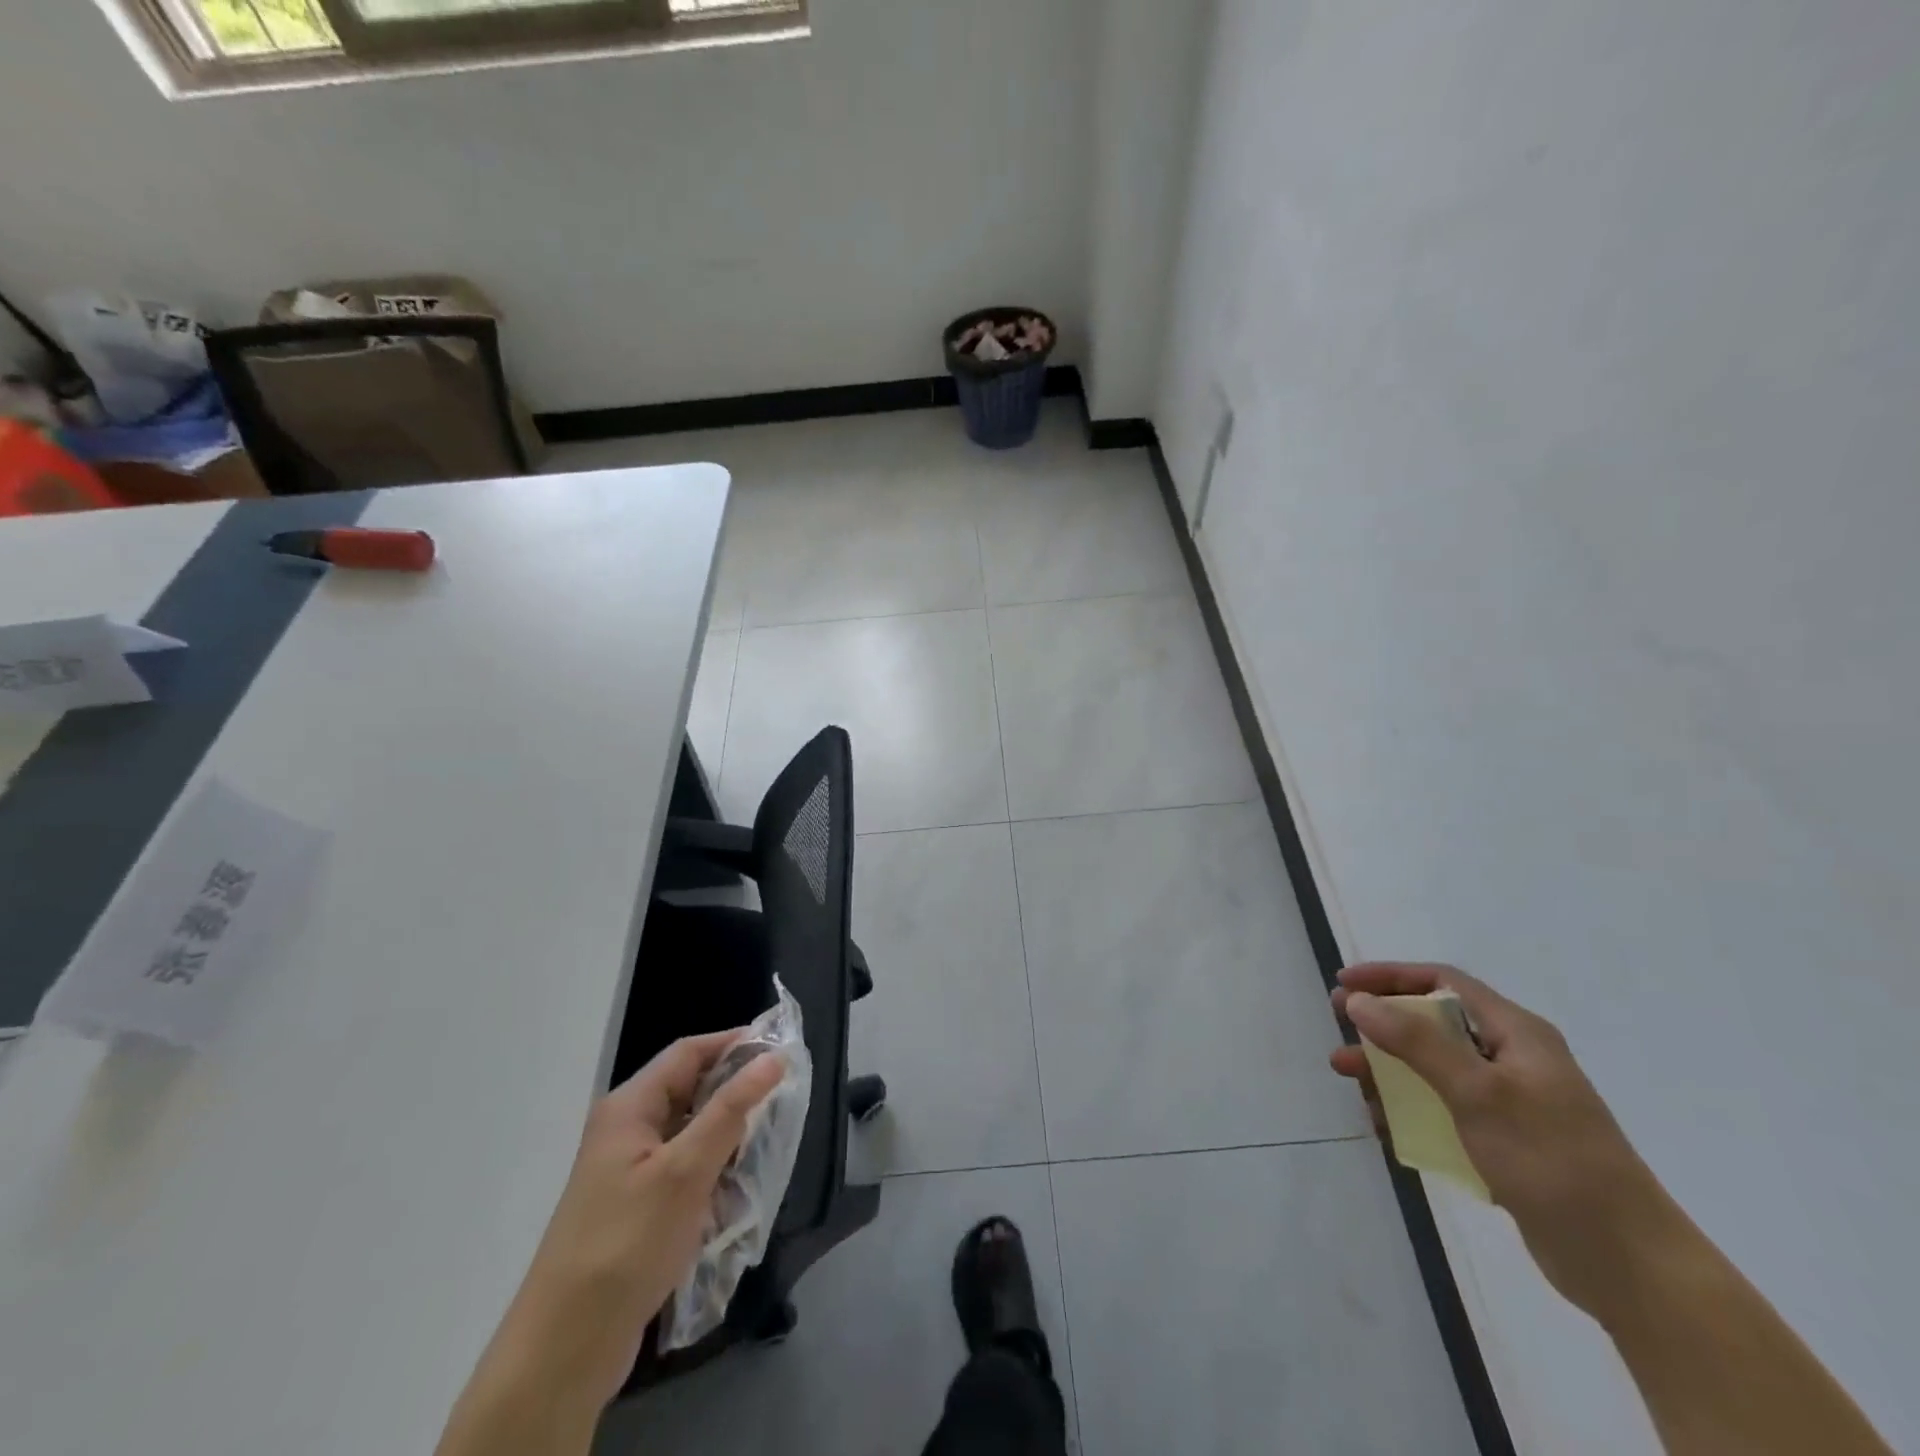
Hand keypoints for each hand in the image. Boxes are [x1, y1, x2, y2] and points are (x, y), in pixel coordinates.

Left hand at [481, 1033, 785, 1415]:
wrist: (565, 1347)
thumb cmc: (626, 1243)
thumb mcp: (685, 1170)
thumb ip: (731, 1110)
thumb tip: (772, 1058)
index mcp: (629, 1107)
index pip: (688, 1053)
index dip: (733, 1044)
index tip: (780, 1051)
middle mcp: (626, 1128)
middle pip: (689, 1090)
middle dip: (734, 1094)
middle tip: (780, 1103)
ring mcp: (627, 1170)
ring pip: (690, 1132)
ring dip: (725, 1138)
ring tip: (762, 1150)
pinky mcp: (635, 1206)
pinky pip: (683, 1169)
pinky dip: (710, 1173)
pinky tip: (732, 1194)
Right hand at [1328, 962, 1684, 1319]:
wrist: (1628, 1266)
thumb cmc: (1552, 1161)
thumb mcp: (1478, 1093)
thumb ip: (1415, 1042)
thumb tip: (1358, 1000)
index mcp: (1516, 1034)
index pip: (1443, 982)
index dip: (1390, 976)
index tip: (1344, 983)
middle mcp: (1512, 1060)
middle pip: (1434, 1024)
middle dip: (1382, 1024)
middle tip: (1339, 1027)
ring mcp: (1510, 1104)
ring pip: (1433, 1069)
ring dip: (1388, 1069)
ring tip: (1347, 1077)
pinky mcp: (1505, 1144)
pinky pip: (1443, 1110)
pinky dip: (1410, 1110)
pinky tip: (1383, 1124)